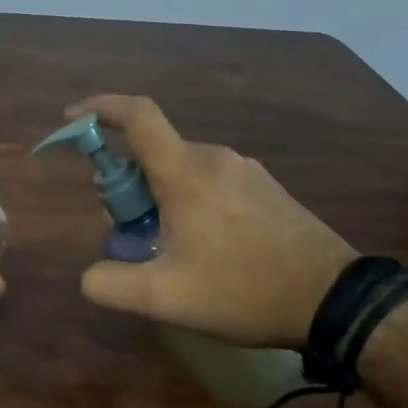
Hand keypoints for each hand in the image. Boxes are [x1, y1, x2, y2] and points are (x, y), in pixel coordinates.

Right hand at [66, 95, 354, 348]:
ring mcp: (245, 171)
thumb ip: (109, 284)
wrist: (336, 300)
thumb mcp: (164, 299)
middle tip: (121, 226)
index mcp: (186, 173)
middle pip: (153, 150)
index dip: (98, 107)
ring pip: (181, 168)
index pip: (137, 115)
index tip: (71, 118)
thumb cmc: (244, 291)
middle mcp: (214, 158)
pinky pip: (209, 180)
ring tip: (163, 245)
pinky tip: (201, 245)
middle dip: (124, 180)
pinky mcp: (266, 188)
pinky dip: (187, 199)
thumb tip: (89, 274)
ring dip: (156, 194)